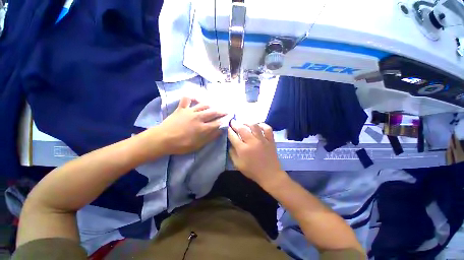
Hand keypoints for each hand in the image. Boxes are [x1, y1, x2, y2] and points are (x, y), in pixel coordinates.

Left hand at [157, 97, 226, 154]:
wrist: (162, 139)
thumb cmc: (181, 145)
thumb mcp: (198, 145)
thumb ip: (210, 137)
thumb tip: (220, 131)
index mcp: (203, 128)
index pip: (217, 122)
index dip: (224, 120)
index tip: (229, 118)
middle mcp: (199, 117)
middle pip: (213, 112)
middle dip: (222, 111)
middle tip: (227, 110)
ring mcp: (190, 111)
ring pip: (203, 105)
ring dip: (211, 105)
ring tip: (215, 105)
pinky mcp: (181, 108)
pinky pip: (187, 99)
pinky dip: (191, 97)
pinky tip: (195, 98)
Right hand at [228, 121, 285, 187]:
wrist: (270, 175)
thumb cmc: (253, 171)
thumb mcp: (238, 165)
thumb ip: (232, 153)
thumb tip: (230, 143)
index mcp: (243, 149)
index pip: (233, 136)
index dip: (229, 131)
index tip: (227, 127)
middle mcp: (252, 142)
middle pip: (242, 129)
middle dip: (235, 124)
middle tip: (233, 122)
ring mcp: (262, 140)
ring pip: (254, 126)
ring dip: (247, 123)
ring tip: (244, 123)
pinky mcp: (270, 140)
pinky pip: (267, 128)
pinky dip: (263, 125)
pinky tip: (258, 125)